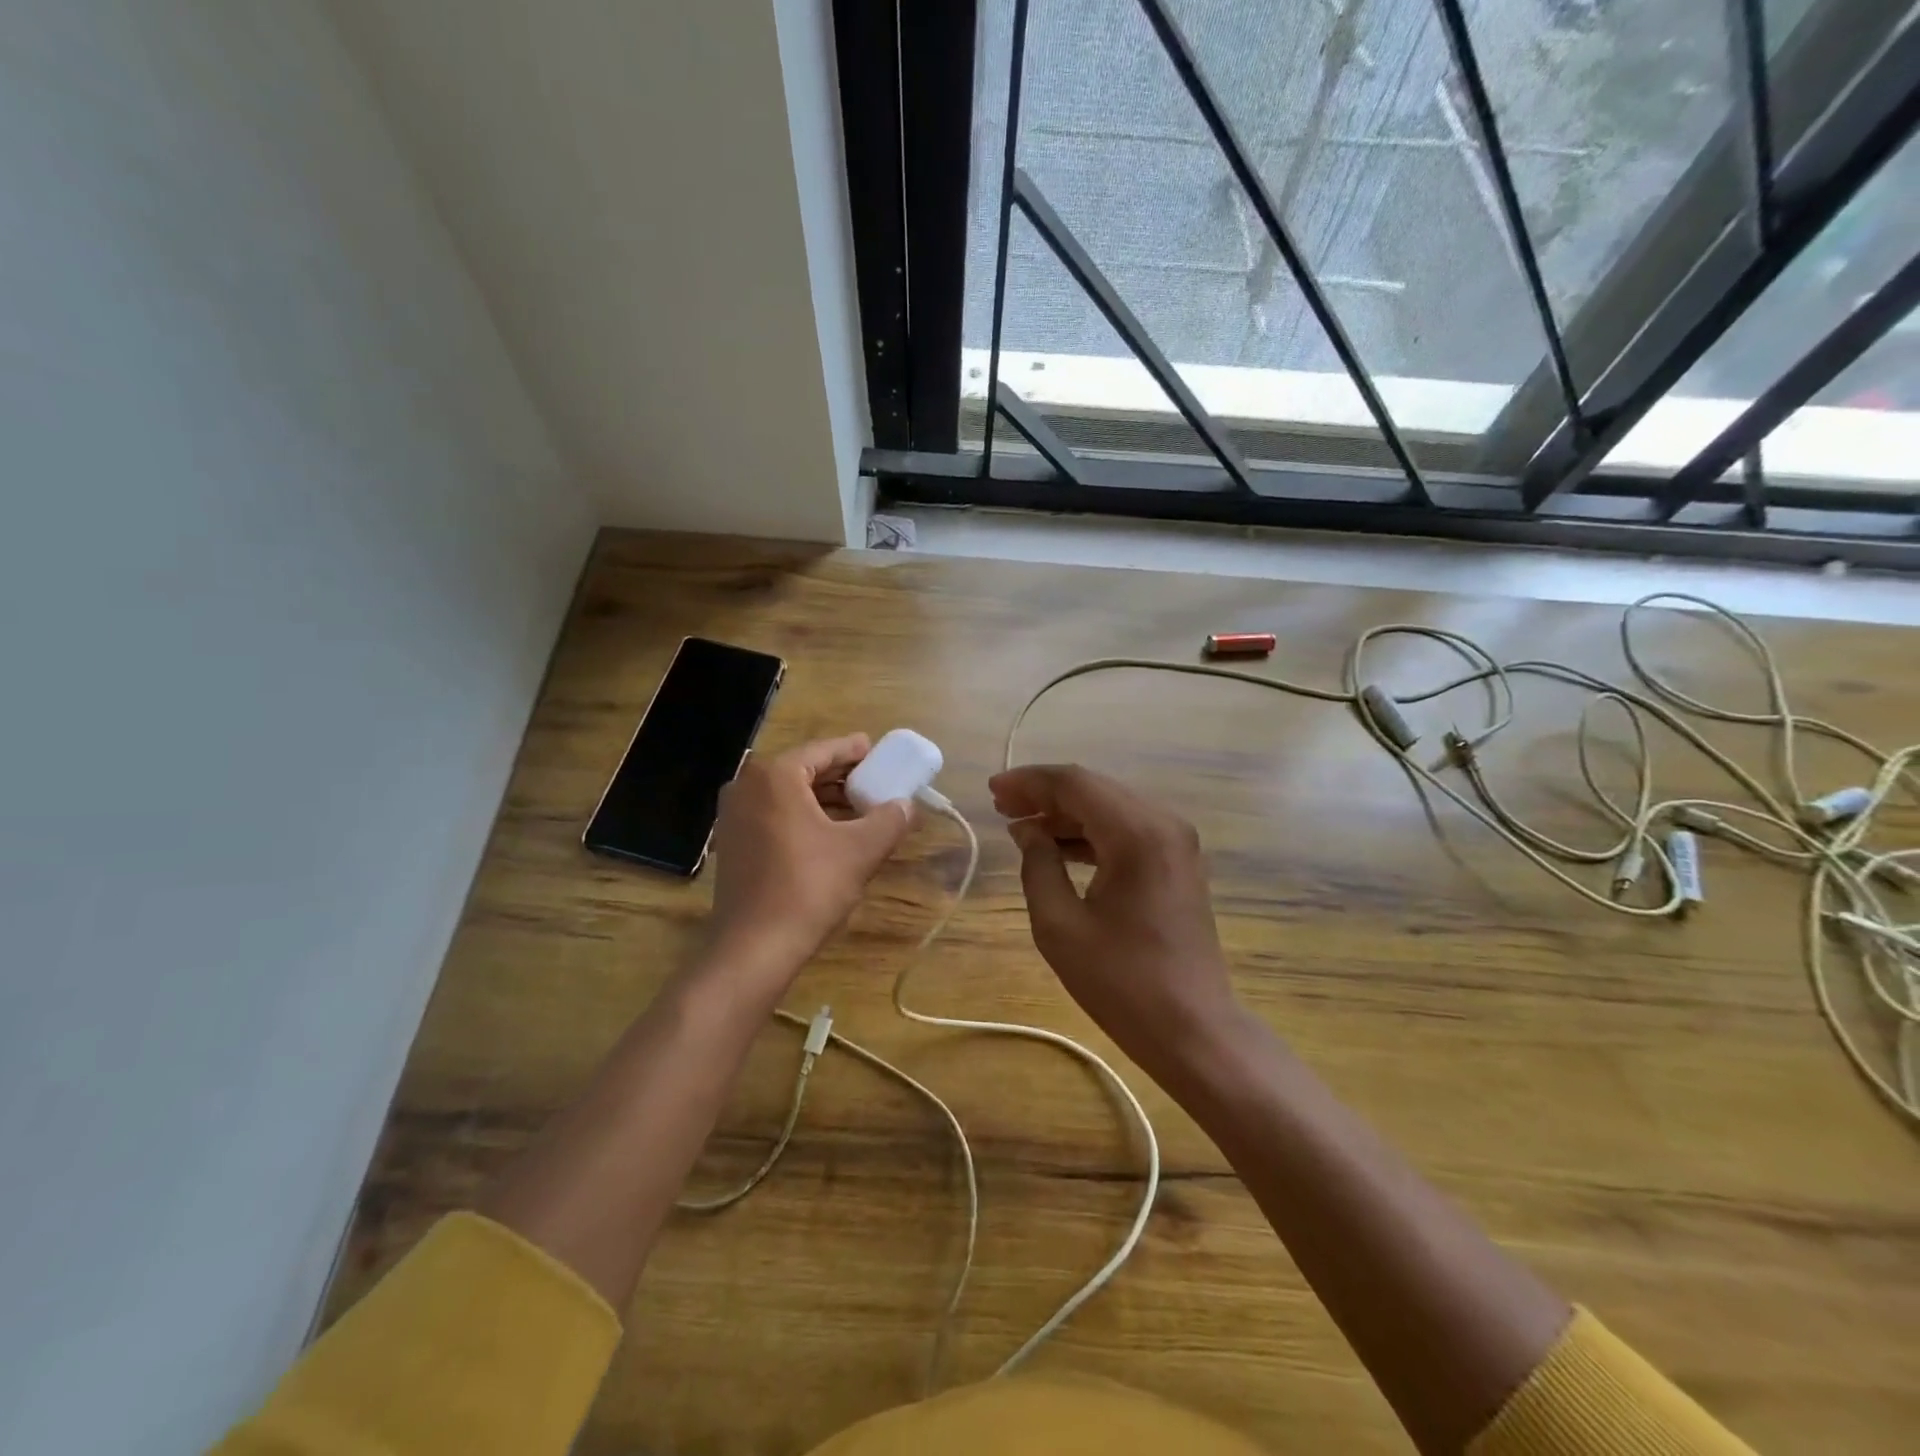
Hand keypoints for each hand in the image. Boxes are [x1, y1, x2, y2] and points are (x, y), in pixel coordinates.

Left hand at [704, 734, 913, 992]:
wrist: (753, 948)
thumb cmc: (808, 888)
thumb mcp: (860, 851)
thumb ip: (889, 820)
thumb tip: (907, 806)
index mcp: (774, 776)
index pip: (822, 750)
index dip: (853, 750)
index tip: (877, 751)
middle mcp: (746, 786)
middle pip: (803, 770)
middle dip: (840, 776)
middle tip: (874, 781)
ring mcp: (733, 816)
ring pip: (787, 795)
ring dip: (823, 799)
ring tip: (860, 809)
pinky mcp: (732, 844)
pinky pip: (773, 815)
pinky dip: (803, 817)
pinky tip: (831, 833)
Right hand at [989, 764, 1240, 1080]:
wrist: (1192, 1028)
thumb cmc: (1121, 982)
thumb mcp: (1060, 926)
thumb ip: (1038, 866)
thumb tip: (1027, 830)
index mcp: (1137, 834)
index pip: (1075, 784)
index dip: (1030, 782)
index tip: (993, 790)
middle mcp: (1163, 823)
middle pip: (1095, 789)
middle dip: (1045, 794)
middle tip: (1002, 806)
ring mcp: (1176, 841)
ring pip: (1110, 806)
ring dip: (1066, 812)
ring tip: (1021, 825)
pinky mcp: (1178, 861)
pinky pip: (1127, 829)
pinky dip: (1090, 832)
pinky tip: (1058, 847)